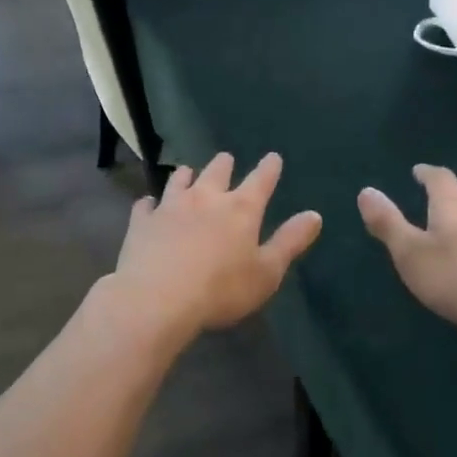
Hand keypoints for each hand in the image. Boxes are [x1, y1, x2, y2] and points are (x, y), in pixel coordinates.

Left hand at [109, 152, 322, 341]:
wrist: (157, 299)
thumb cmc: (220, 289)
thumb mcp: (267, 272)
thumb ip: (290, 241)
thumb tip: (314, 215)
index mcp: (241, 209)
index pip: (260, 180)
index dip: (269, 168)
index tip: (273, 157)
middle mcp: (205, 198)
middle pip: (217, 172)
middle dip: (224, 164)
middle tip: (226, 159)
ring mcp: (170, 207)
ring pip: (179, 180)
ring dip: (187, 175)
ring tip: (188, 172)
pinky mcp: (142, 222)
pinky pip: (146, 205)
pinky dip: (150, 203)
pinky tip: (149, 205)